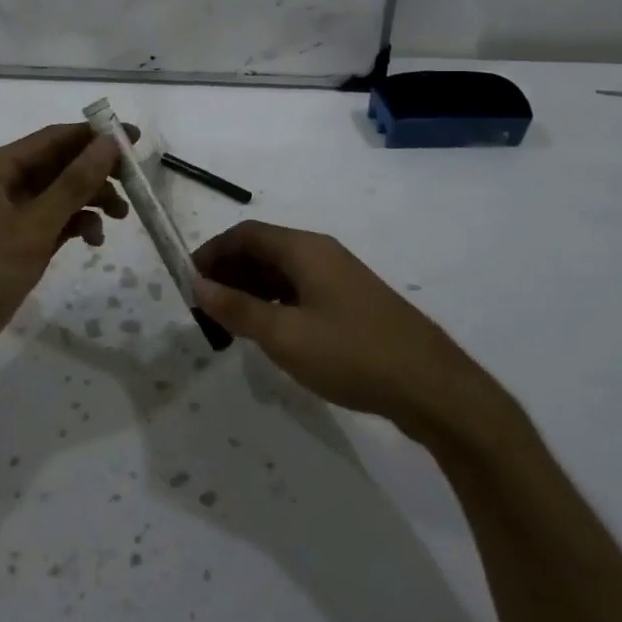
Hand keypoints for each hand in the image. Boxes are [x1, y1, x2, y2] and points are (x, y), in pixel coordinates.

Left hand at [0, 123, 130, 379]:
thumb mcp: (32, 228)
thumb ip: (73, 185)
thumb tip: (108, 143)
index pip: (53, 139)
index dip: (94, 136)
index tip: (134, 139)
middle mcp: (0, 185)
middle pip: (57, 166)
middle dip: (95, 172)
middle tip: (135, 181)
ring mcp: (4, 216)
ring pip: (56, 196)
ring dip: (88, 201)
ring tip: (121, 215)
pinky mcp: (10, 244)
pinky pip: (49, 223)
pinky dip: (72, 226)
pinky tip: (93, 240)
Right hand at [192, 220, 509, 446]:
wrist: (432, 387)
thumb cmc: (351, 353)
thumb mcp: (284, 335)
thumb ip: (237, 308)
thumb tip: (198, 285)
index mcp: (304, 249)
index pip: (246, 234)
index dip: (213, 252)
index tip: (189, 281)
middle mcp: (322, 253)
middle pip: (264, 249)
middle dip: (230, 272)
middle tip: (206, 307)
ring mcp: (341, 278)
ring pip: (283, 272)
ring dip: (252, 289)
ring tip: (231, 323)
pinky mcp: (354, 304)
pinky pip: (302, 291)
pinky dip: (276, 302)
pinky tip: (271, 332)